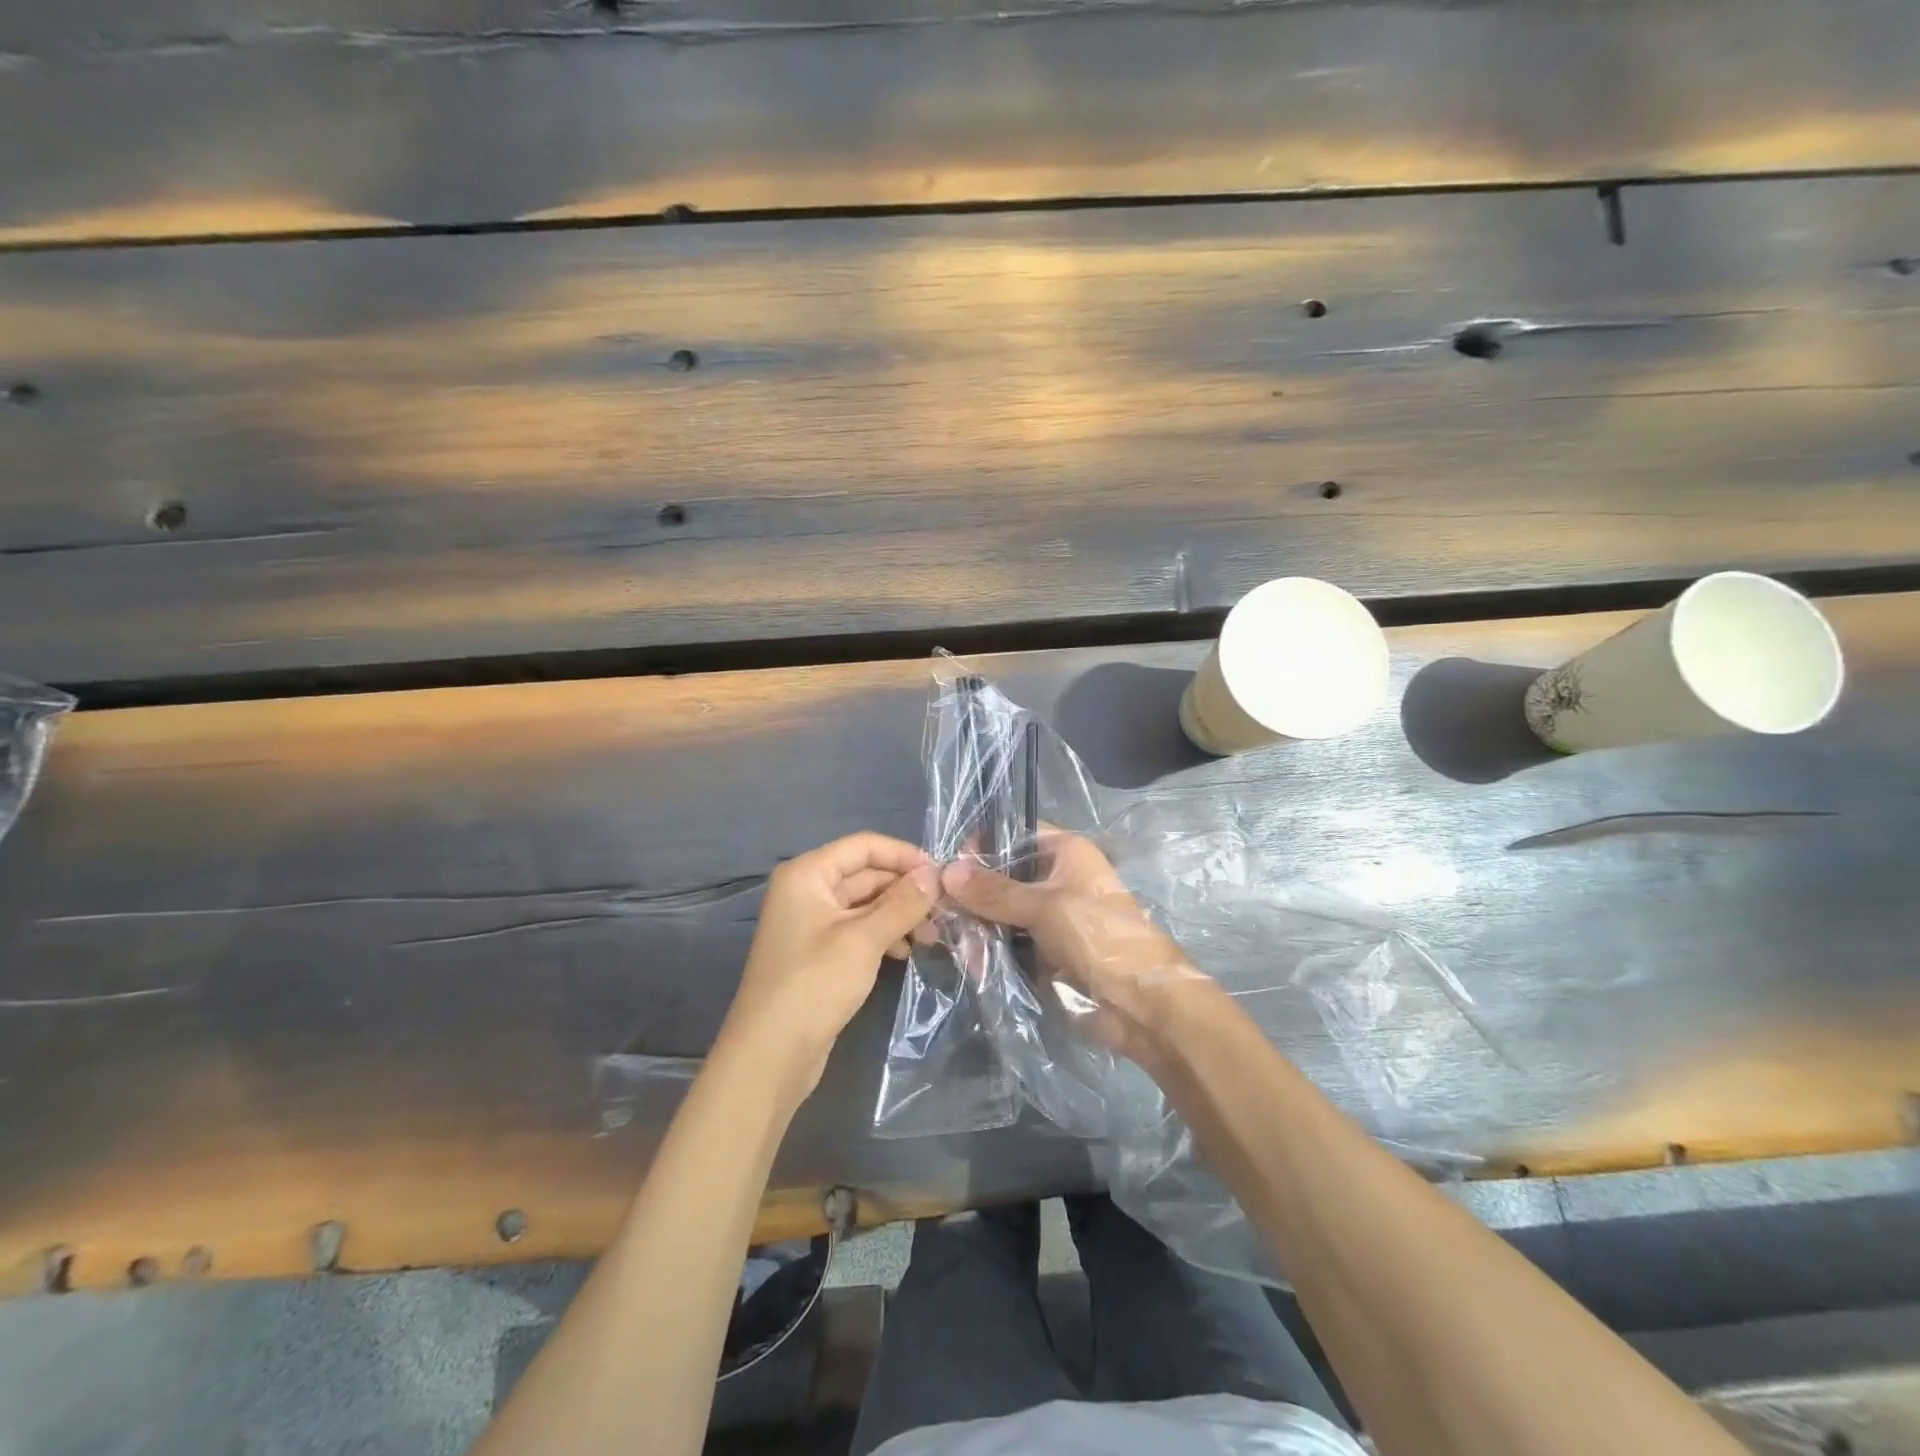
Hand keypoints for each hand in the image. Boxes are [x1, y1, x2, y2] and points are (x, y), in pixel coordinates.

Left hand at [720, 832, 938, 1094]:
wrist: (771, 1055)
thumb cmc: (814, 984)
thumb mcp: (863, 939)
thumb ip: (902, 903)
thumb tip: (934, 874)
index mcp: (808, 874)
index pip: (863, 846)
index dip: (903, 855)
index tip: (941, 874)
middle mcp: (807, 891)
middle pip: (866, 874)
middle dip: (905, 889)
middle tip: (945, 909)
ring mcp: (813, 923)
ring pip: (866, 904)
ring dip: (899, 914)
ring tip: (931, 936)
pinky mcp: (820, 953)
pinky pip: (859, 930)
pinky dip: (884, 935)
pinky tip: (906, 952)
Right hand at [941, 831, 1213, 1067]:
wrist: (1140, 1004)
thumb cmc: (1098, 936)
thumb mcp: (1044, 906)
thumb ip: (993, 891)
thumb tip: (946, 871)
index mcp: (1064, 853)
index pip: (1014, 835)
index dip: (983, 845)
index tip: (950, 864)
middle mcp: (1054, 880)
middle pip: (1002, 876)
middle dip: (971, 891)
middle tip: (938, 907)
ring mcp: (1047, 919)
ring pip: (999, 913)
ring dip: (975, 924)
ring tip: (947, 936)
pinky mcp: (1042, 953)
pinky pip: (1005, 944)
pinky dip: (986, 950)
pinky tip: (966, 958)